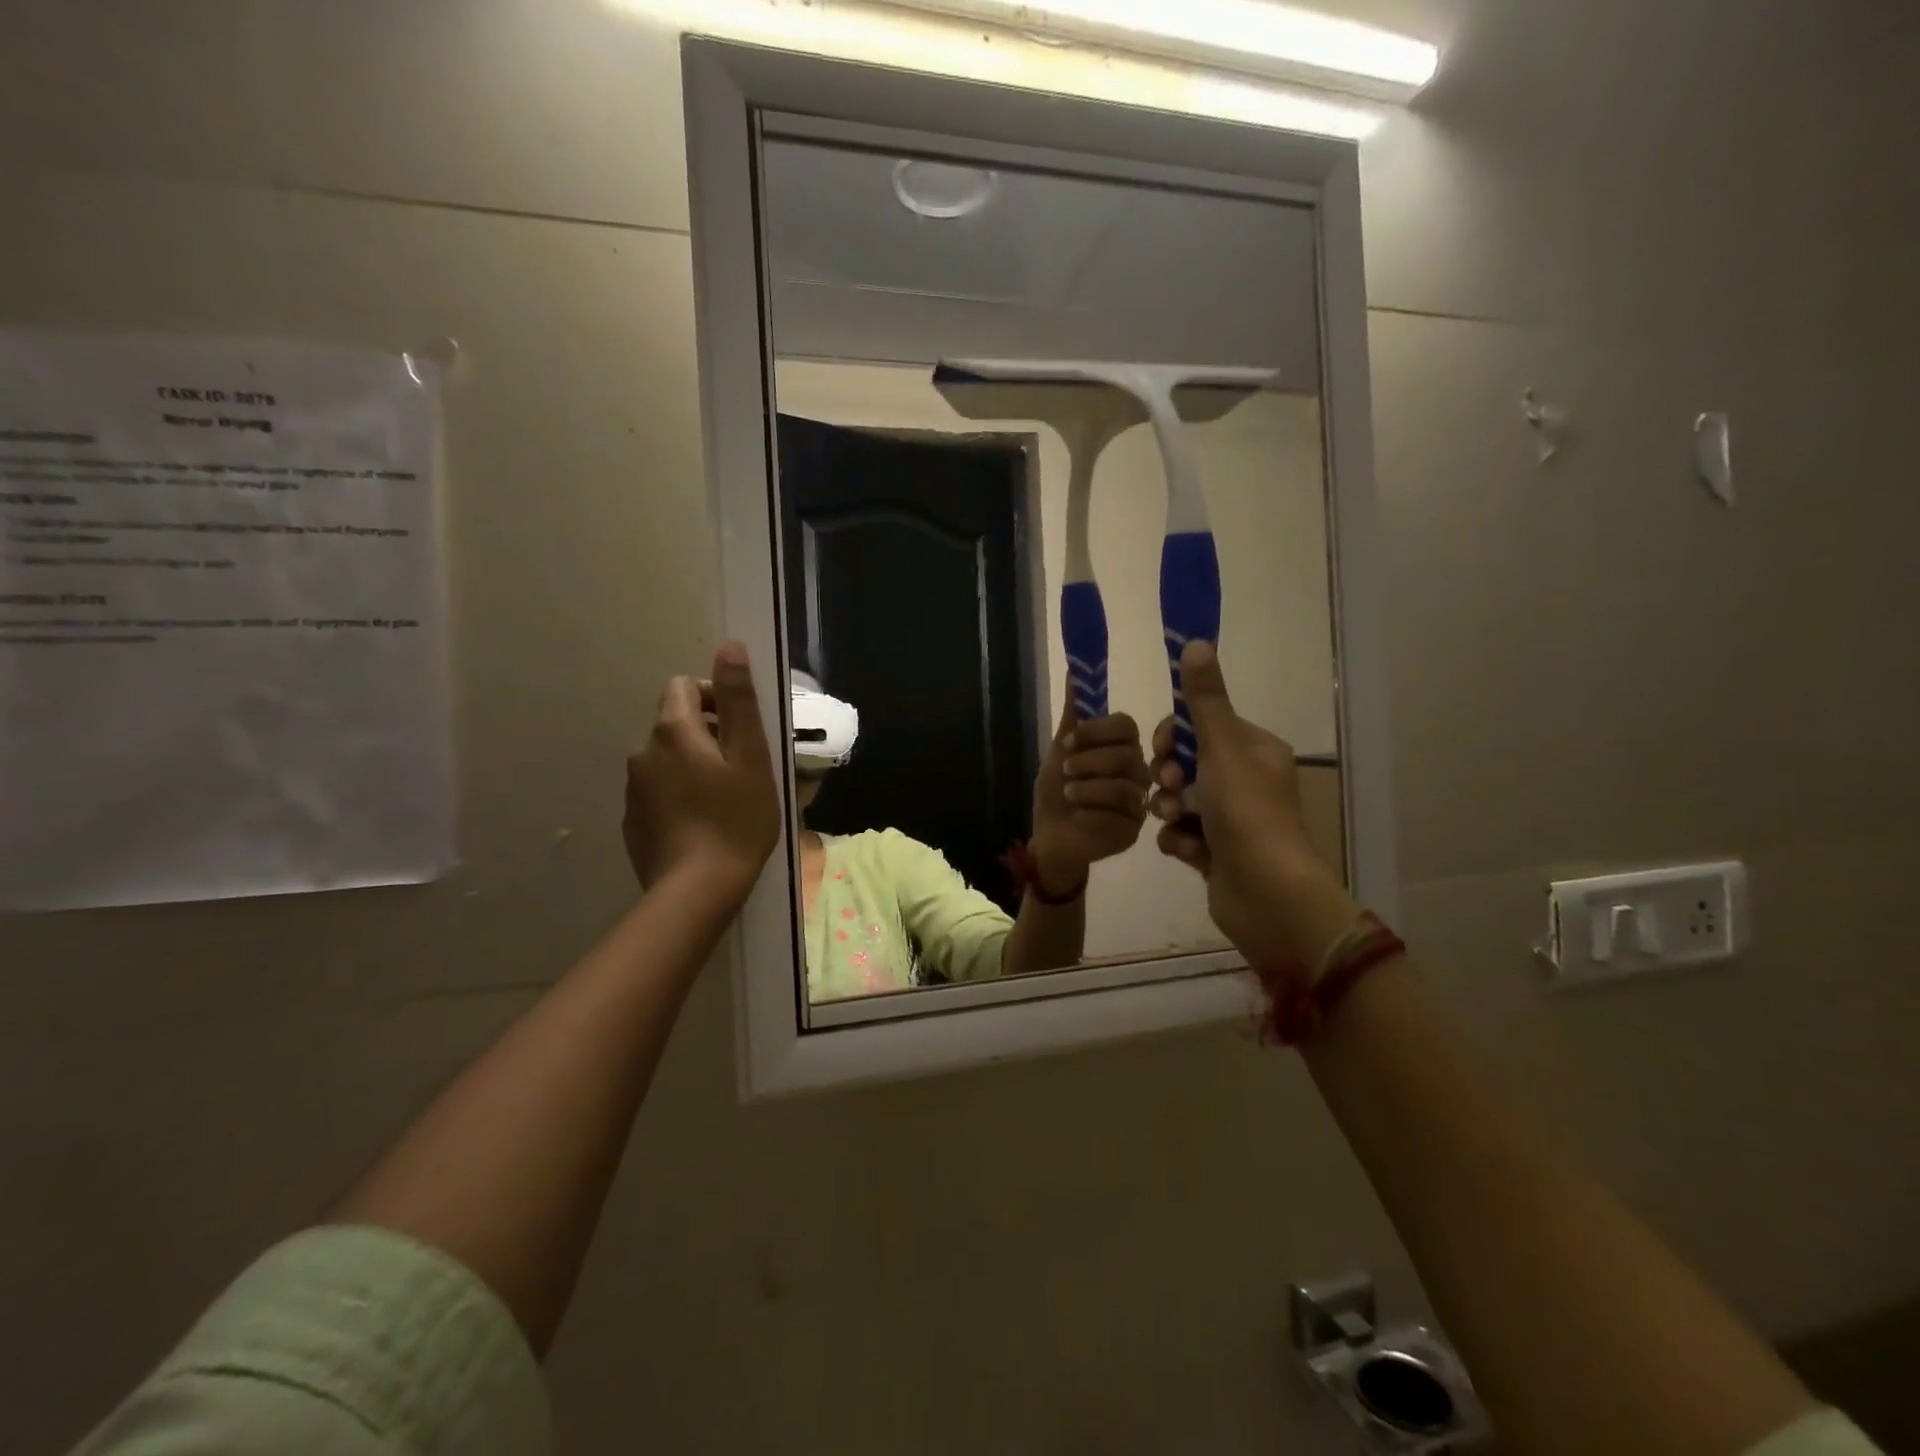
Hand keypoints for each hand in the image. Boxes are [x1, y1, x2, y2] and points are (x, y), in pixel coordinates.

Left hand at [623, 641, 781, 905]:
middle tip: (741, 769)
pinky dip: (679, 795)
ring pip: (667, 759)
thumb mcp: (750, 755)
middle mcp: (643, 751)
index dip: (714, 698)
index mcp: (673, 730)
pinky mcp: (632, 820)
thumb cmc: (736, 819)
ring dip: (693, 766)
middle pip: (675, 723)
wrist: (697, 890)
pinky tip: (703, 824)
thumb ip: (738, 699)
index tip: (741, 730)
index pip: (683, 686)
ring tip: (724, 800)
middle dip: (707, 735)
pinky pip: (658, 791)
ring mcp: (633, 789)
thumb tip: (728, 646)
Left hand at [1030, 697, 1150, 894]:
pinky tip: (1078, 816)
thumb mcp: (1060, 751)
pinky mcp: (1135, 830)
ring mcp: (1139, 802)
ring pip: (1125, 786)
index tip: (1068, 741)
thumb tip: (1073, 670)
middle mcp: (1137, 772)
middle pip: (1128, 755)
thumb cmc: (1057, 793)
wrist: (1050, 836)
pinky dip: (1092, 812)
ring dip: (1089, 788)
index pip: (1126, 726)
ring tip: (1069, 794)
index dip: (1098, 730)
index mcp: (1121, 748)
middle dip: (1090, 761)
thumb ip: (1073, 716)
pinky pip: (1120, 816)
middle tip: (1067, 770)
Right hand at [1150, 641, 1359, 975]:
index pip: (1202, 726)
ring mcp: (1232, 821)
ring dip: (1168, 809)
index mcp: (1255, 751)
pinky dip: (1179, 841)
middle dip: (1168, 776)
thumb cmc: (1246, 814)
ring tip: (1174, 822)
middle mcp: (1246, 782)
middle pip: (1186, 763)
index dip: (1174, 735)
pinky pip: (1182, 835)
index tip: (1162, 750)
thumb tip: (1195, 641)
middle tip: (1169, 788)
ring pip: (1179, 800)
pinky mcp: (1218, 853)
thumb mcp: (1221, 749)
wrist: (1267, 896)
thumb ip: (1204, 699)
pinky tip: (1187, 852)